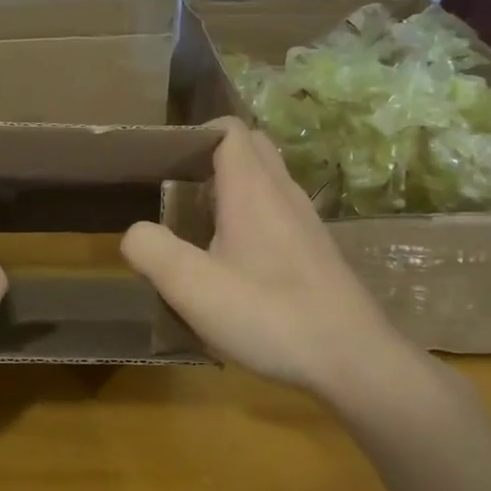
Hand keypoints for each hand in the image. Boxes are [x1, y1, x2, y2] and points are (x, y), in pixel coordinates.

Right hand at [120, 118, 411, 403]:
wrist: (354, 361)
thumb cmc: (270, 316)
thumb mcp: (193, 288)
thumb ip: (153, 251)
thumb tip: (135, 232)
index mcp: (252, 189)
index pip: (229, 130)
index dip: (196, 134)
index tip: (167, 161)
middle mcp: (283, 193)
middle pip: (251, 148)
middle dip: (213, 157)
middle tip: (180, 190)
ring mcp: (307, 220)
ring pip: (268, 181)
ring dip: (234, 188)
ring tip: (201, 225)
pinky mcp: (318, 249)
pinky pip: (280, 211)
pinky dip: (254, 216)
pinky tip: (238, 261)